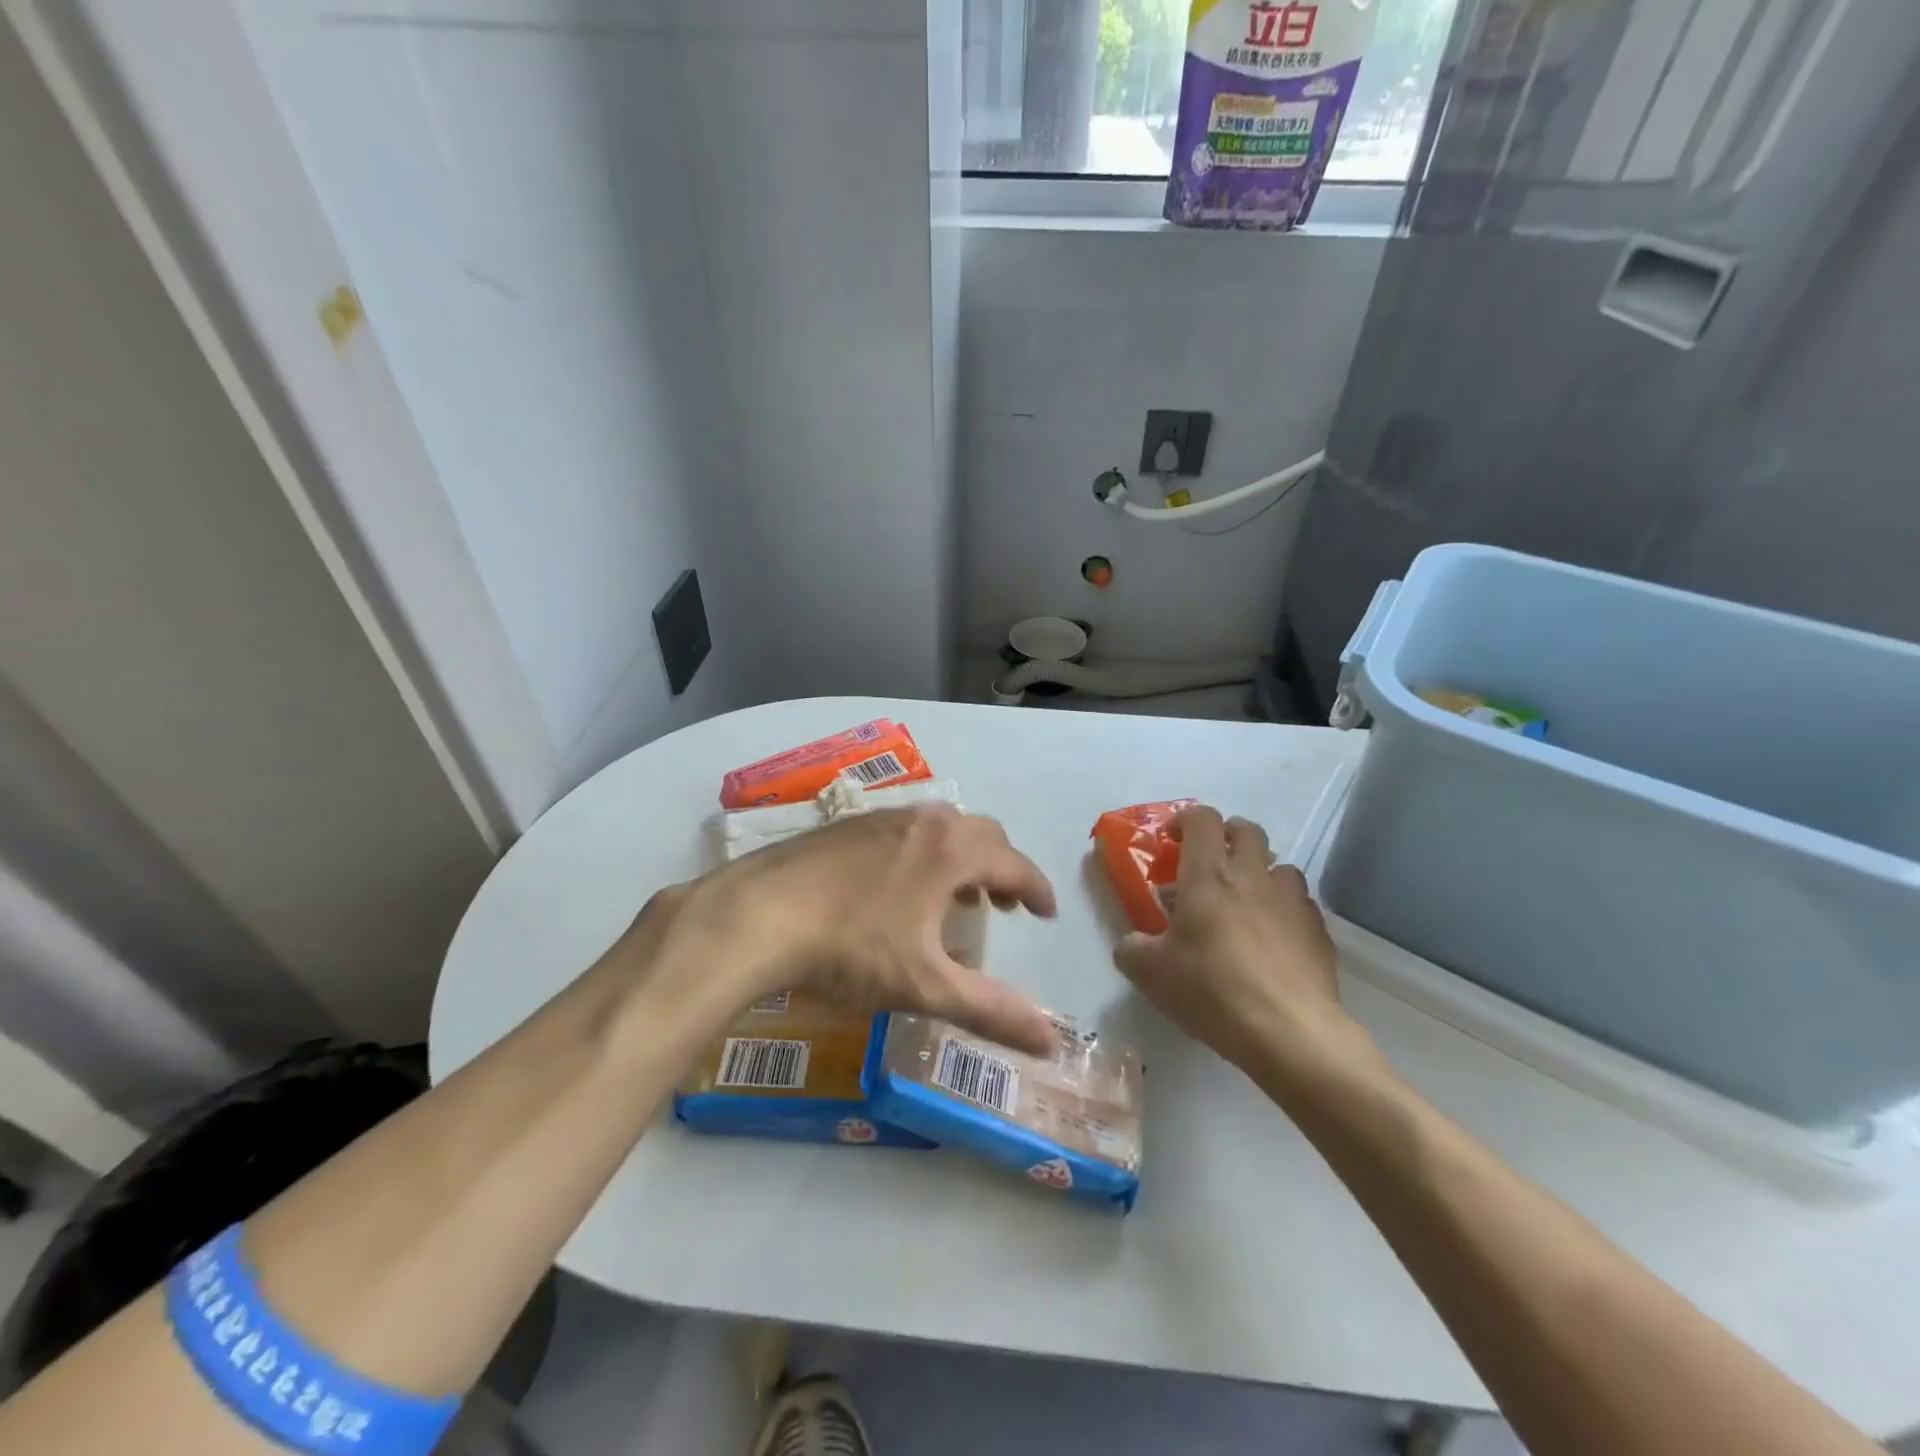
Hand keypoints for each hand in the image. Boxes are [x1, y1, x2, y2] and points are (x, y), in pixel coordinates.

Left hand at [638, 806, 1058, 1055]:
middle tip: (1002, 908)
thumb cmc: (850, 948)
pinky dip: (924, 853)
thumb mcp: (925, 985)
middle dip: (1001, 869)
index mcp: (951, 850)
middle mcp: (922, 821)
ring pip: (940, 828)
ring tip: (954, 897)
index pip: (1014, 863)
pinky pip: (906, 831)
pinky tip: (899, 888)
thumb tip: (1051, 1042)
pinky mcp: (846, 825)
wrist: (757, 914)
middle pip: (981, 834)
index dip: (1036, 890)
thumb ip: (991, 1010)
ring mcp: (881, 817)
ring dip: (961, 858)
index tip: (1045, 914)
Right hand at [1113, 806, 1370, 1084]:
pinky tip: (1272, 939)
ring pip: (1279, 865)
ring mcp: (1291, 900)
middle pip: (1246, 830)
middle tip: (1209, 863)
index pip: (1202, 819)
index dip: (1185, 820)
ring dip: (1259, 873)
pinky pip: (1299, 903)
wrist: (1290, 1032)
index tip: (1172, 840)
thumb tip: (1131, 943)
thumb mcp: (1150, 973)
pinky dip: (1282, 909)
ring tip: (1245, 902)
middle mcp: (1252, 876)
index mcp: (1209, 875)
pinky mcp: (1318, 930)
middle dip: (1226, 836)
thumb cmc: (1212, 990)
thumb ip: (1132, 948)